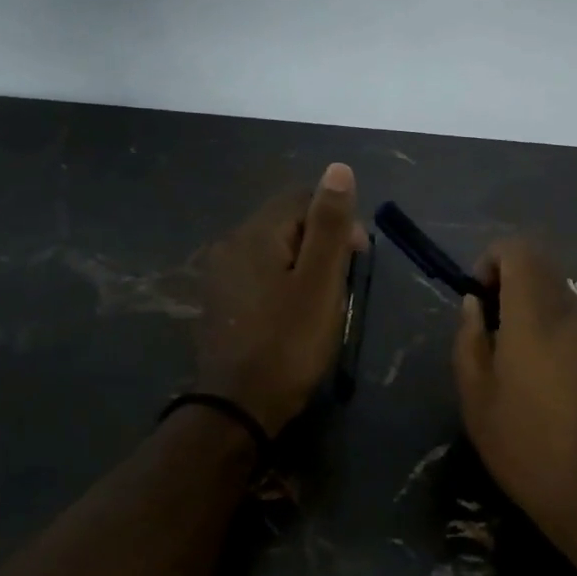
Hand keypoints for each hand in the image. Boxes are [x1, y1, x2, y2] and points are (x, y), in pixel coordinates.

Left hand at [195, 163, 367, 436]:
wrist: (239, 406)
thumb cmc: (289, 343)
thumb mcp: (320, 282)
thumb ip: (329, 224)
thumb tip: (338, 169)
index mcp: (255, 233)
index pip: (302, 198)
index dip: (337, 220)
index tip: (358, 257)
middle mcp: (230, 244)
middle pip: (285, 222)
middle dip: (321, 243)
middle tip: (342, 285)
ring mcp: (219, 274)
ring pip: (273, 250)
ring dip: (303, 264)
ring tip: (322, 302)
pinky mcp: (218, 301)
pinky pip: (257, 274)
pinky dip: (282, 282)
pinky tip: (293, 313)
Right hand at [453, 239, 576, 570]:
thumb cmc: (530, 449)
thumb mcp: (477, 399)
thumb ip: (469, 339)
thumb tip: (474, 304)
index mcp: (539, 313)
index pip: (520, 249)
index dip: (493, 261)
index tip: (481, 300)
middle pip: (546, 275)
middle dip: (516, 295)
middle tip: (499, 343)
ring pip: (571, 304)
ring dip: (545, 321)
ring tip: (533, 374)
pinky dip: (572, 342)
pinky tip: (568, 393)